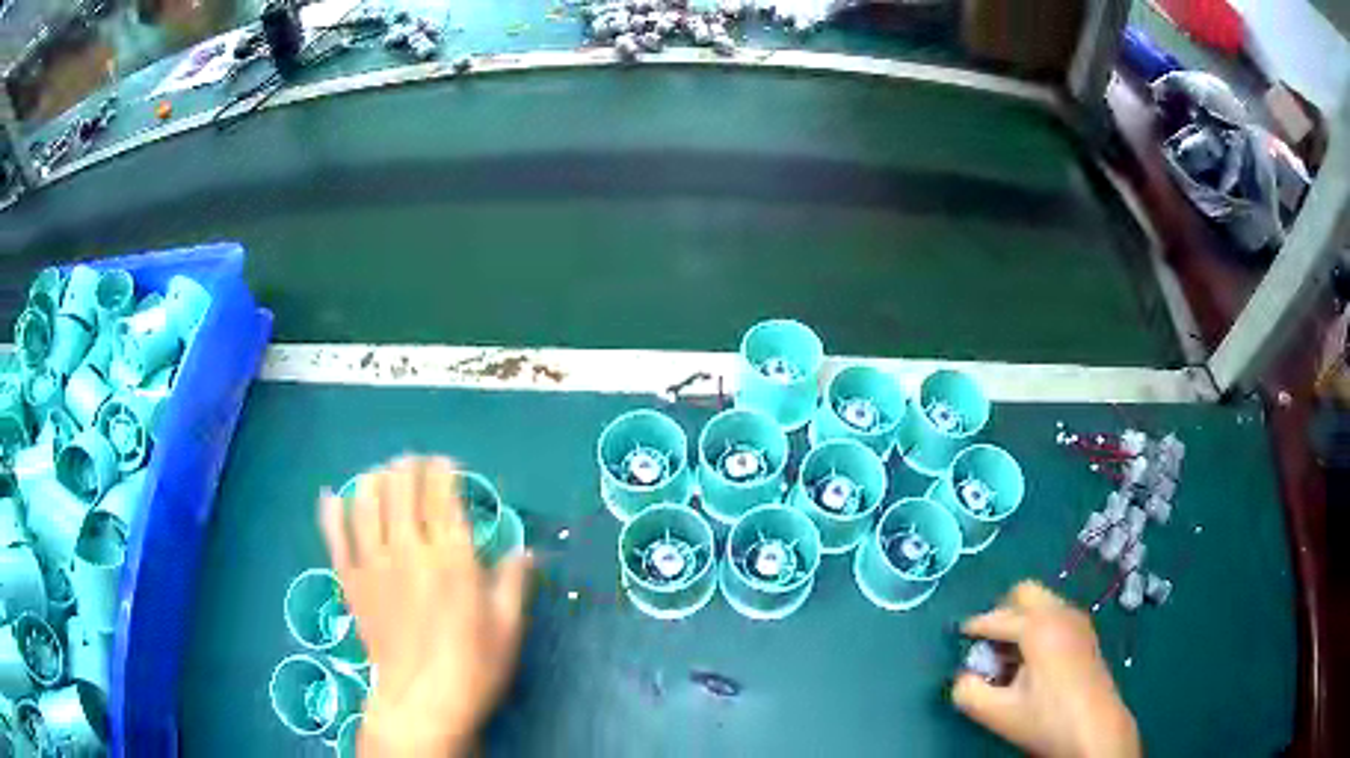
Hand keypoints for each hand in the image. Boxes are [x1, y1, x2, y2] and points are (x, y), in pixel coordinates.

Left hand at [319, 456, 533, 756]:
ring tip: (380, 475)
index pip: (442, 493)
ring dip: (373, 479)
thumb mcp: (508, 627)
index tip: (446, 463)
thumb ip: (513, 582)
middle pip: (401, 486)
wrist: (421, 702)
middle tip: (414, 464)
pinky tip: (331, 498)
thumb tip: (524, 551)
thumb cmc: (473, 666)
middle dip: (408, 467)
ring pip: (365, 500)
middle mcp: (409, 546)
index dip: (443, 470)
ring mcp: (373, 561)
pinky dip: (331, 511)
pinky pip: (335, 535)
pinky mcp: (350, 580)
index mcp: (452, 555)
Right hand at [952, 581, 1139, 757]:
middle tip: (989, 643)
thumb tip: (962, 677)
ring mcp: (1078, 621)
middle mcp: (1060, 613)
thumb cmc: (1046, 718)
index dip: (975, 626)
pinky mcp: (1087, 635)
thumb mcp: (997, 713)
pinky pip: (1056, 615)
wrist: (1095, 729)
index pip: (998, 617)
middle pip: (1025, 592)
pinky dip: (1039, 626)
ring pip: (1043, 603)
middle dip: (1003, 611)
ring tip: (1010, 657)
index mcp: (1038, 627)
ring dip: (1022, 620)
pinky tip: (1033, 661)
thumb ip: (968, 692)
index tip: (958, 636)